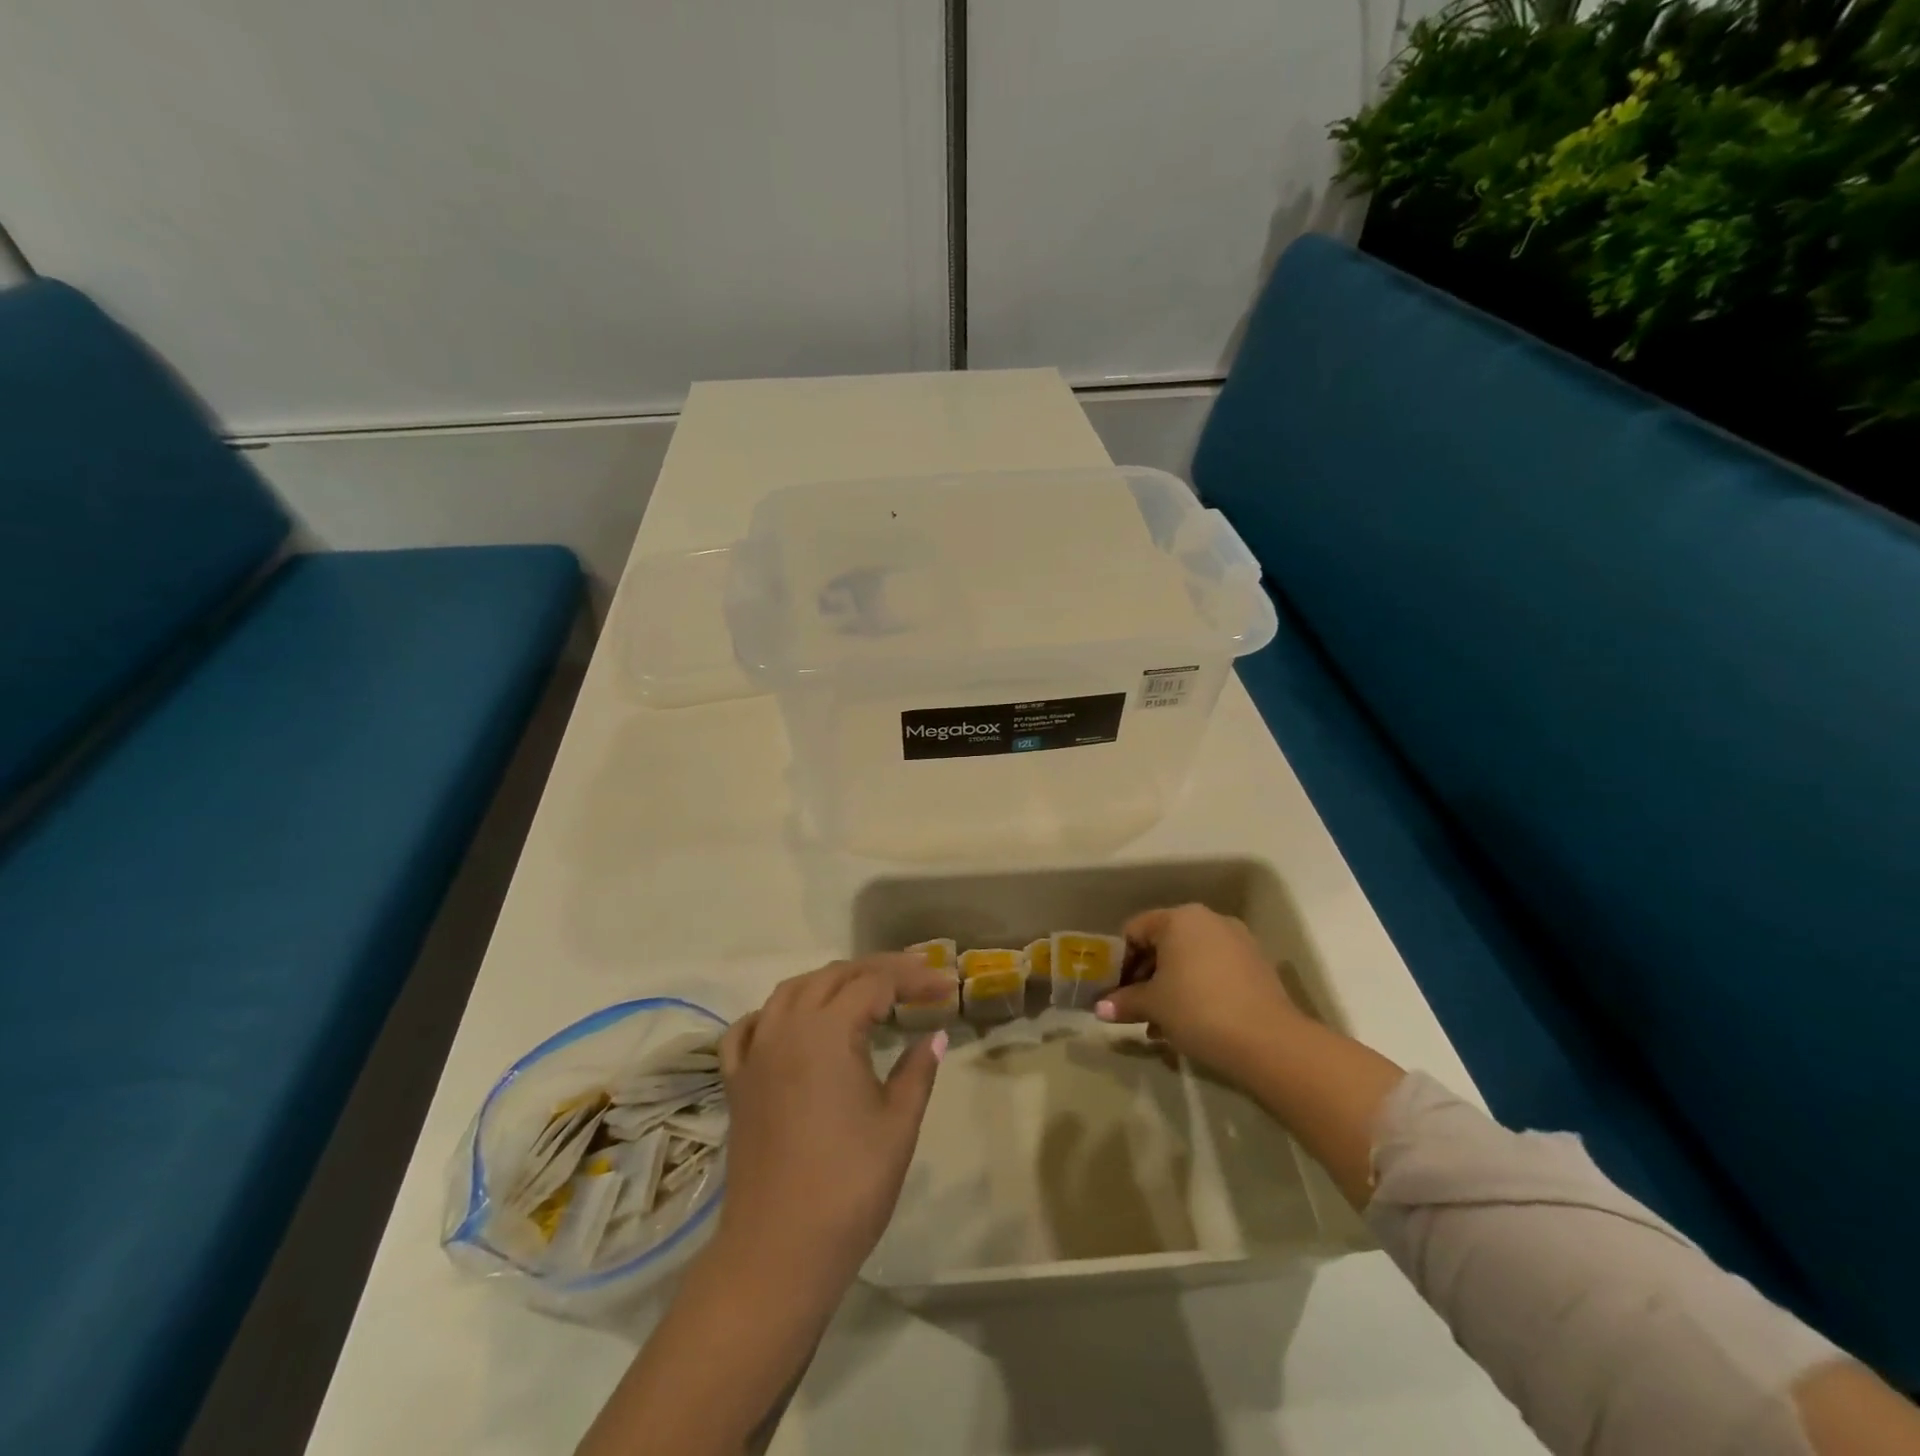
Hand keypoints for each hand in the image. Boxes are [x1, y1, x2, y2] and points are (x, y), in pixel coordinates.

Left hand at [578, 959, 949, 1455]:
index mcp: (827, 1031)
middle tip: (917, 979)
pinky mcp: (738, 1082)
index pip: (876, 983)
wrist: (778, 1252)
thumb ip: (918, 1071)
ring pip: (791, 991)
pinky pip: (750, 1027)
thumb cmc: (849, 1187)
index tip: (947, 986)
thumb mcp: (898, 1124)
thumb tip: (935, 1035)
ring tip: (865, 991)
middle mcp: (786, 1027)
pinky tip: (793, 1020)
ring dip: (831, 981)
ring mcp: (756, 1053)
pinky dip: (776, 1012)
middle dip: (878, 970)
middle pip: (834, 975)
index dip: (915, 978)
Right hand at [1096, 904, 1305, 1084]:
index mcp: (1179, 918)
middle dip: (1145, 975)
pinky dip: (1197, 989)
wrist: (1269, 1042)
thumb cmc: (1198, 1010)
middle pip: (1164, 943)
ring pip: (1190, 959)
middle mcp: (1209, 920)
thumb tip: (1099, 1009)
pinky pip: (1214, 970)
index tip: (1114, 990)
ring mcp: (1237, 941)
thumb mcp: (1153, 1006)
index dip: (1119, 961)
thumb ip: (1124, 1002)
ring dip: (1170, 986)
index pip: (1135, 930)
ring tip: (1160, 1023)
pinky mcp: (1256, 966)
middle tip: (1134, 1007)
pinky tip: (1191, 1022)